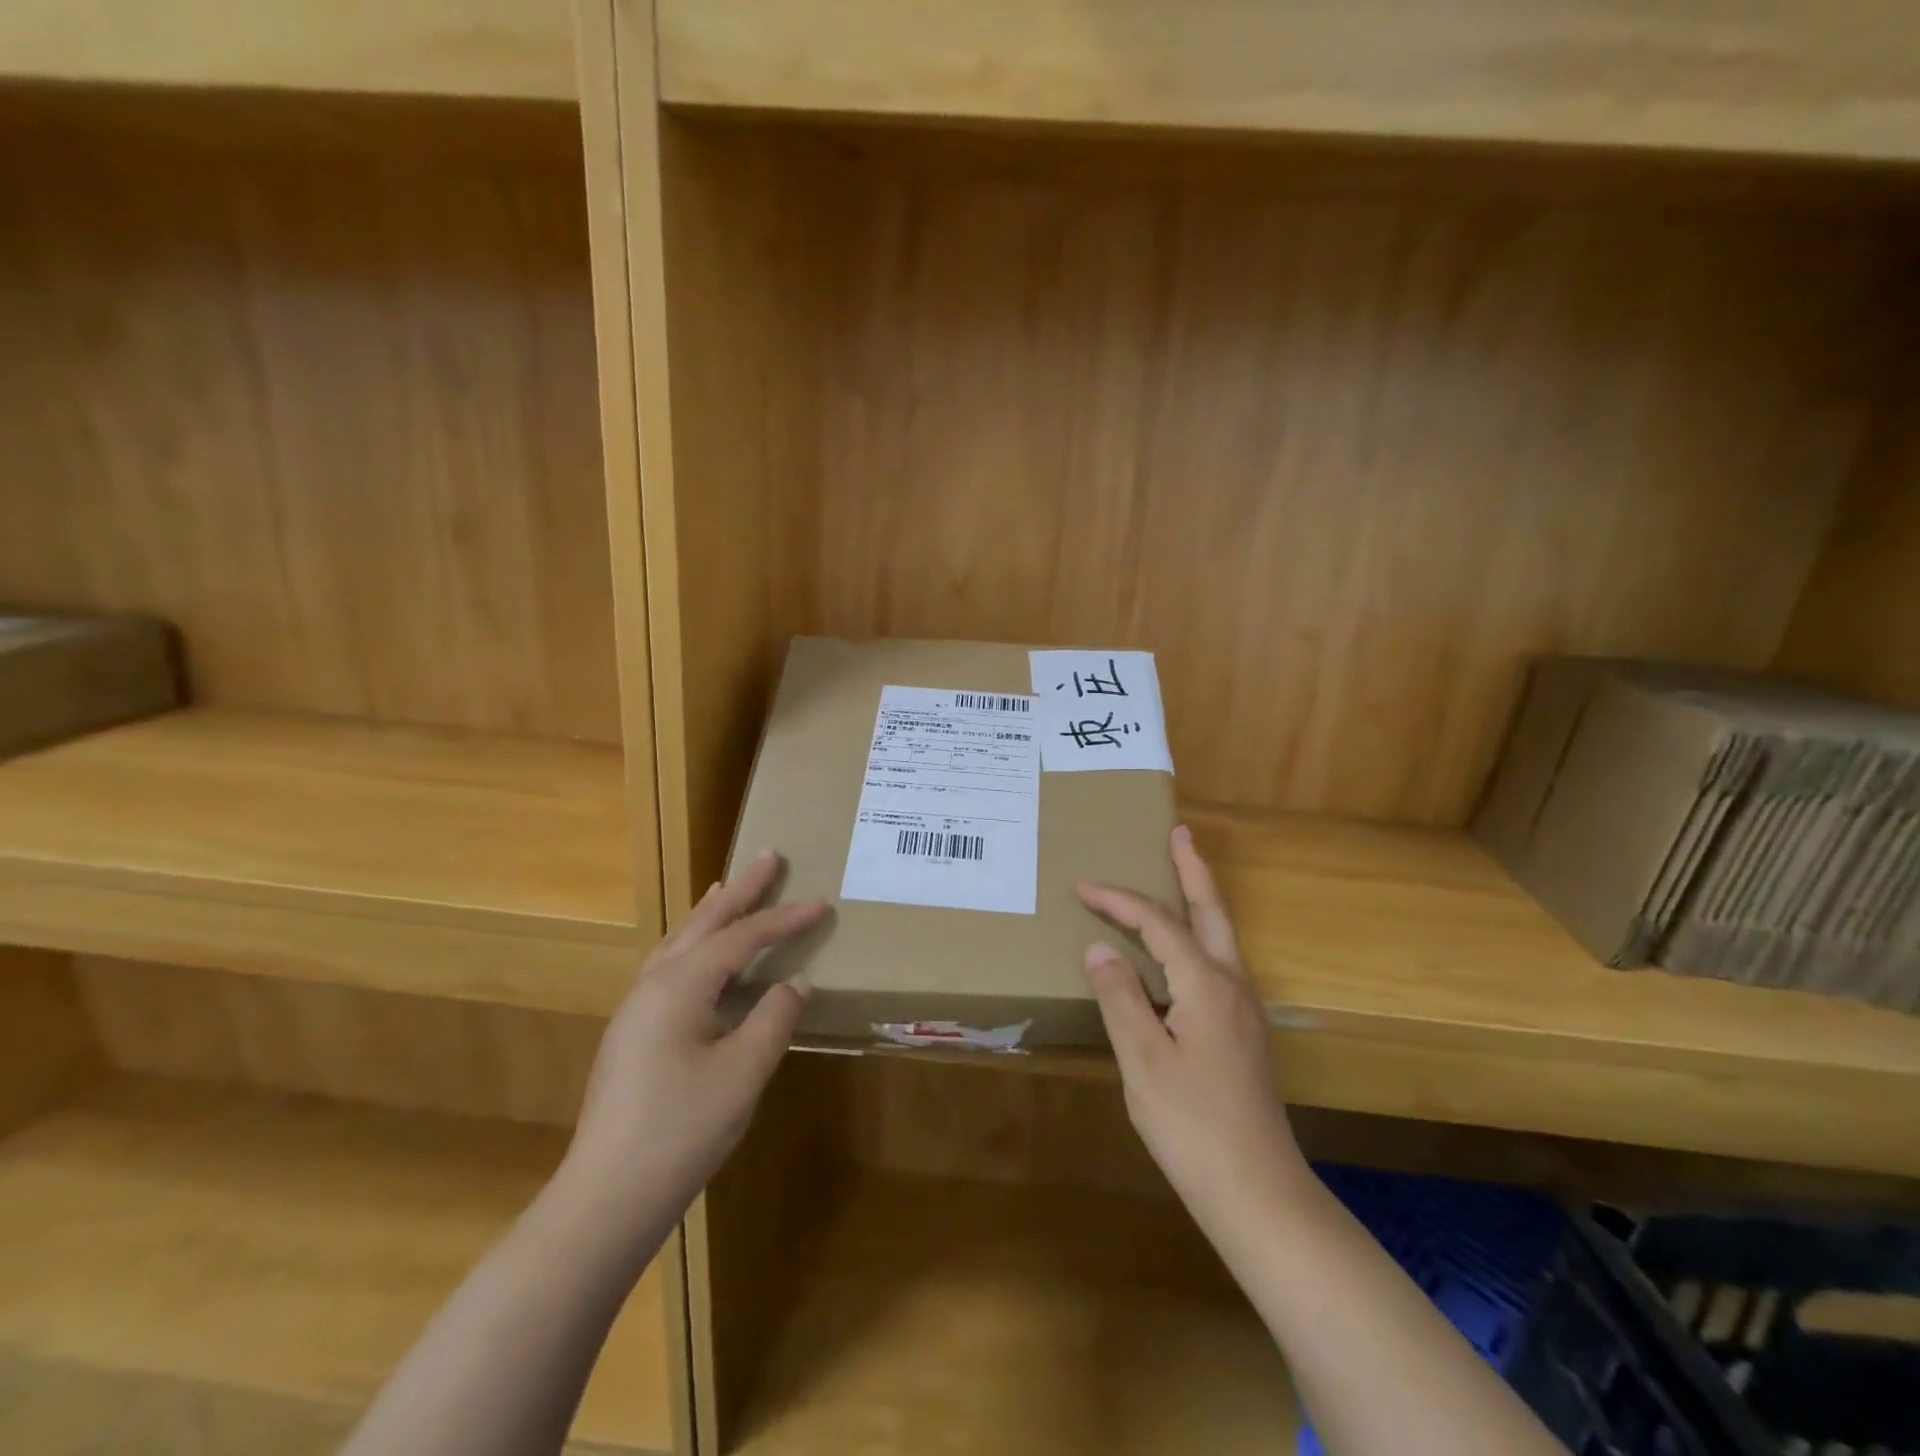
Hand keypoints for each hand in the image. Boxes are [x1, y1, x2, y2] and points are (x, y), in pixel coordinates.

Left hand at [558, 851, 827, 1245]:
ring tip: (729, 888)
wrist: (607, 1197)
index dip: (785, 919)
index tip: (822, 903)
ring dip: (711, 913)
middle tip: (767, 856)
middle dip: (740, 890)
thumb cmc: (682, 1130)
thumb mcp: (743, 1072)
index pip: (743, 937)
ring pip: (680, 942)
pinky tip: (701, 955)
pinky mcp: (633, 1033)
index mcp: (681, 985)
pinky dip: (694, 943)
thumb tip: (796, 983)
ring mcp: (637, 1009)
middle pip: (704, 923)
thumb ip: (774, 1018)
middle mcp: (654, 984)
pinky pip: (670, 965)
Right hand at [1077, 826, 1306, 1231]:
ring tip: (1183, 875)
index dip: (1119, 901)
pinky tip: (1183, 952)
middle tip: (1180, 833)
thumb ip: (1120, 997)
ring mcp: (1245, 1010)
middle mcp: (1233, 985)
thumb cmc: (1193, 1125)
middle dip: (1193, 869)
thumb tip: (1101, 947)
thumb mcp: (1143, 1060)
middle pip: (1213, 911)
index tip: (1082, 887)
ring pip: (1222, 936)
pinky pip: (1219, 963)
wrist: (1258, 1193)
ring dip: (1201, 899)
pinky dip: (1199, 936)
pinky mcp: (1244, 1033)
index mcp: (1206, 984)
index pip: (1158, 923)